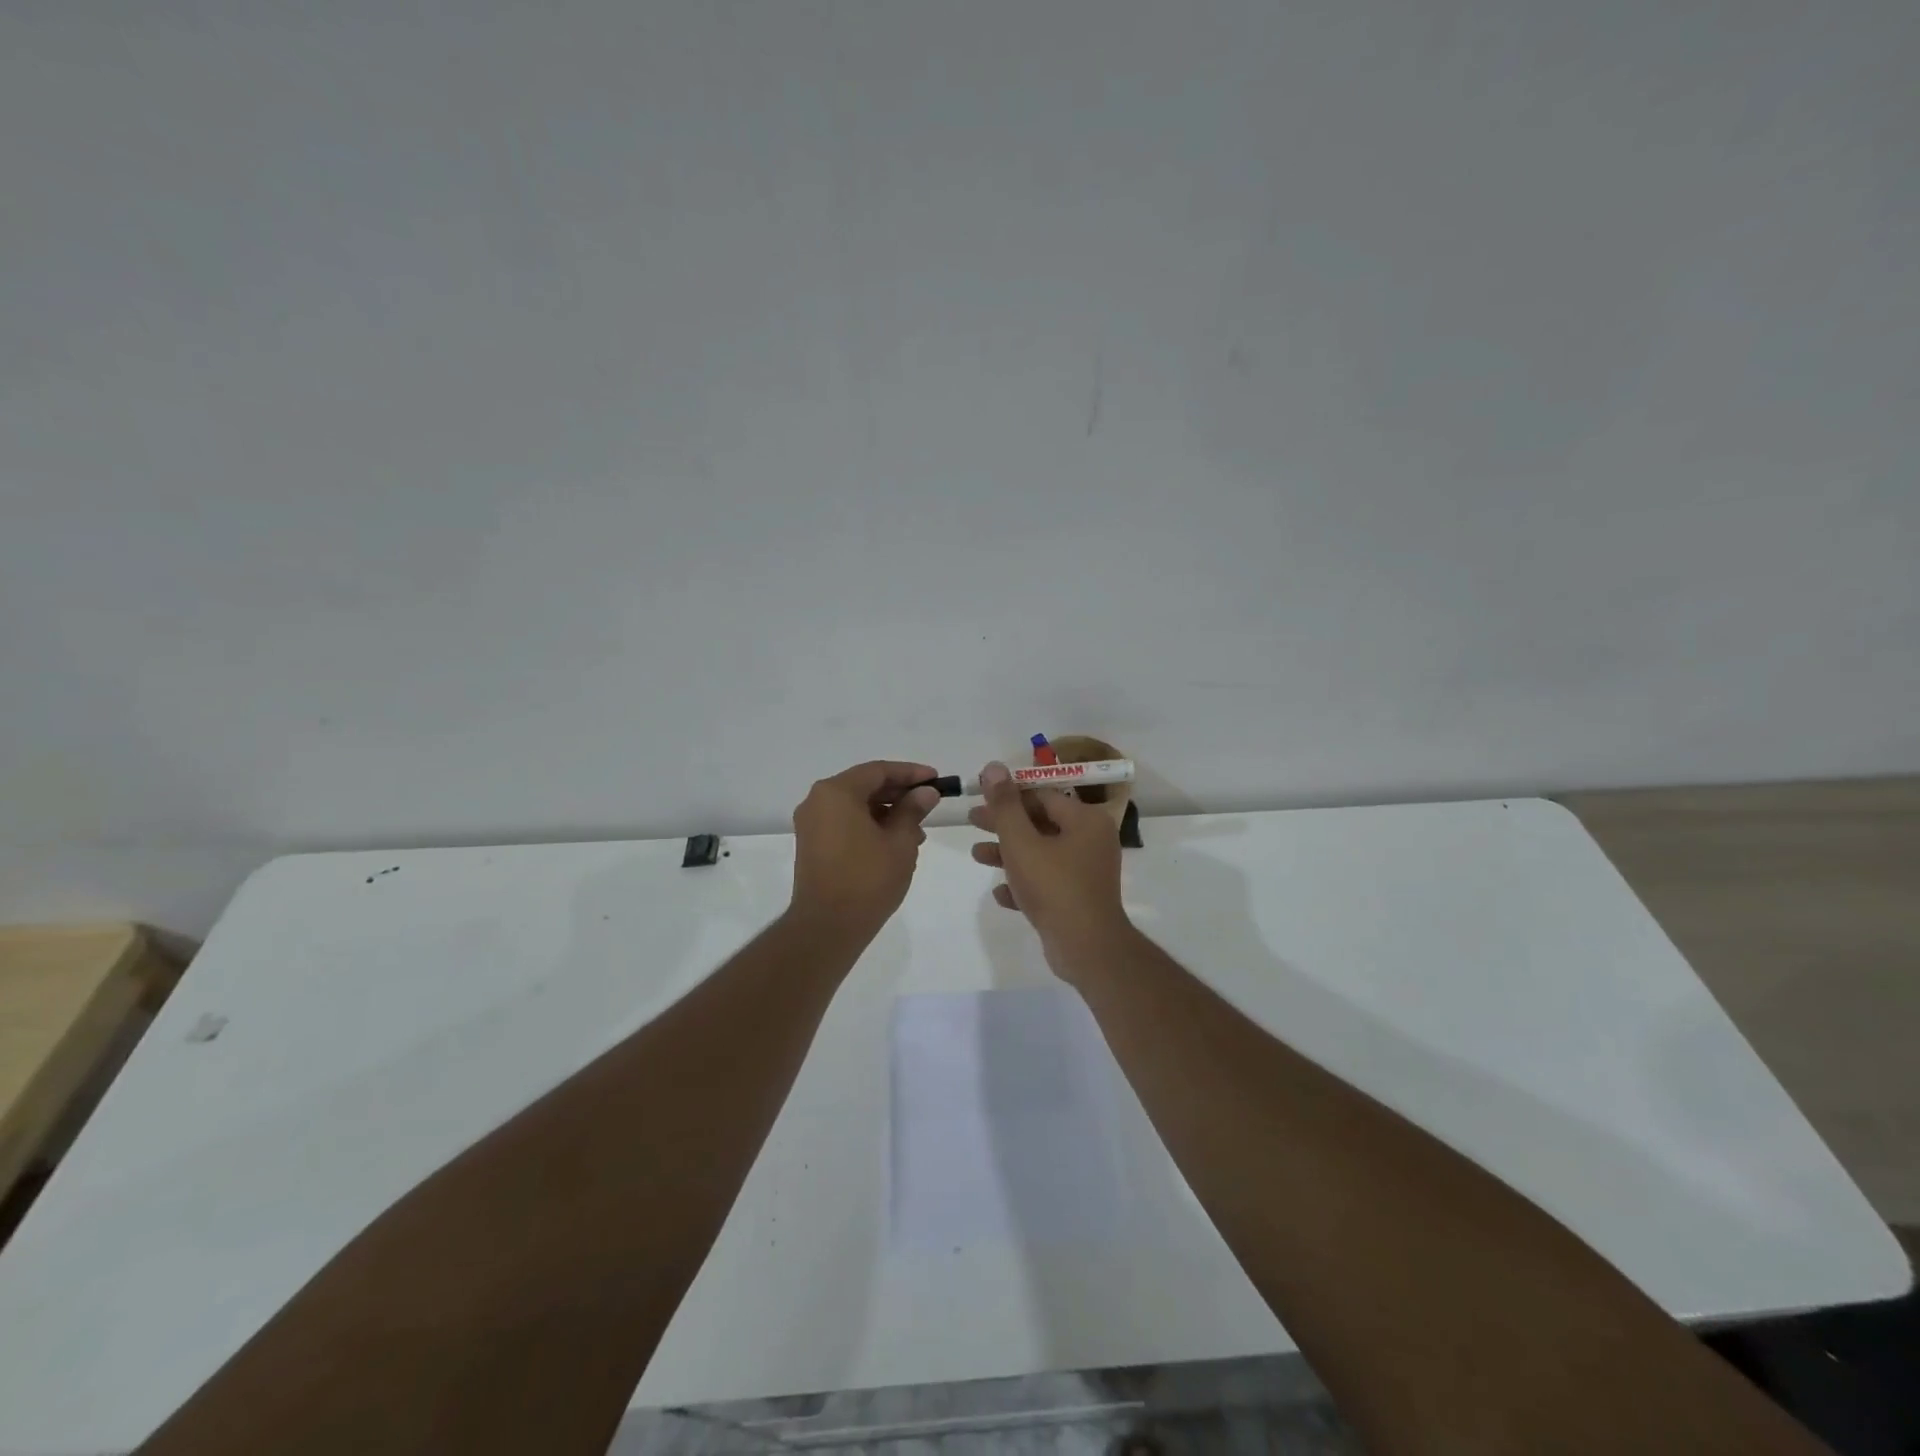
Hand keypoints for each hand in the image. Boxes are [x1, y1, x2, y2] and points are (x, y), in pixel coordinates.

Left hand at [788, 761, 940, 940]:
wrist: (827, 927)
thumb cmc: (867, 879)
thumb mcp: (900, 842)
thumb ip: (913, 810)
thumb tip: (926, 792)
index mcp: (837, 792)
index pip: (878, 770)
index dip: (910, 773)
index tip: (936, 780)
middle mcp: (818, 800)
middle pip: (864, 785)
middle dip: (899, 792)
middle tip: (929, 802)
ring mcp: (811, 823)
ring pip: (855, 805)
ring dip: (886, 811)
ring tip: (917, 829)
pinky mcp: (812, 844)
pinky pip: (844, 822)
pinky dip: (869, 825)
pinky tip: (894, 842)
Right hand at [969, 760, 1126, 970]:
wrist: (1086, 948)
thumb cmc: (1054, 886)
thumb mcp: (1021, 842)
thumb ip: (1005, 805)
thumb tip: (993, 766)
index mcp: (1085, 820)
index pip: (1042, 796)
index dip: (1009, 795)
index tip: (980, 798)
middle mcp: (1092, 840)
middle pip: (1041, 823)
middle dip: (1004, 824)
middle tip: (972, 821)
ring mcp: (1087, 871)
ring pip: (1042, 853)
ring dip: (1009, 853)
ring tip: (976, 856)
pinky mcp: (1080, 899)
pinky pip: (1048, 883)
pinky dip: (1024, 883)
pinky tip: (1000, 893)